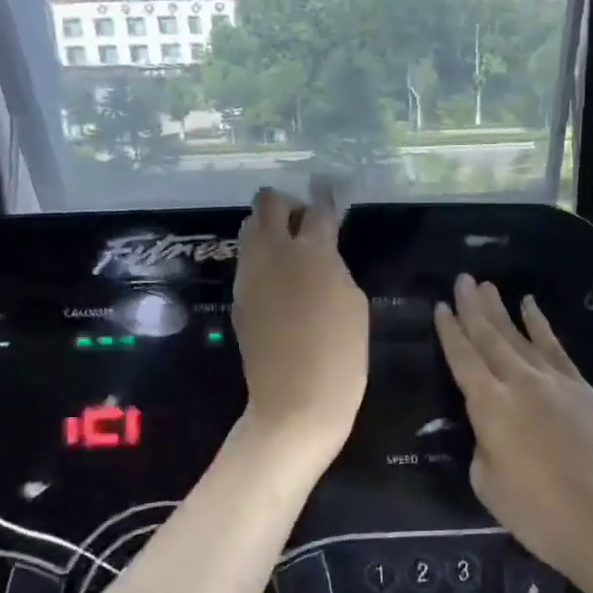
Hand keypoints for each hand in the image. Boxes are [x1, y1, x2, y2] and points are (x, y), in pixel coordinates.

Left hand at [232, 182, 368, 463]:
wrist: (295, 403)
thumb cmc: (341, 355)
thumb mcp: (354, 303)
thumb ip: (334, 268)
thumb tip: (320, 256)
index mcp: (311, 252)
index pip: (317, 208)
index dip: (325, 195)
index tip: (328, 189)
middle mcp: (273, 254)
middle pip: (267, 203)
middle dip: (286, 204)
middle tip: (305, 224)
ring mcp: (249, 276)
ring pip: (250, 230)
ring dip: (269, 230)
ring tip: (291, 254)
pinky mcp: (238, 299)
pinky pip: (247, 263)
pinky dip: (262, 260)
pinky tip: (280, 284)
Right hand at [434, 275, 592, 585]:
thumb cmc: (538, 513)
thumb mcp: (487, 483)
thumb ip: (483, 445)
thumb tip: (491, 429)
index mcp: (490, 405)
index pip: (463, 358)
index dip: (449, 331)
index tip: (440, 306)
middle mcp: (520, 382)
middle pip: (490, 337)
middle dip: (473, 307)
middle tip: (462, 280)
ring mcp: (555, 381)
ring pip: (521, 336)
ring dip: (502, 310)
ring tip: (487, 286)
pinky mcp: (582, 388)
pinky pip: (555, 347)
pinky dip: (541, 325)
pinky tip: (531, 307)